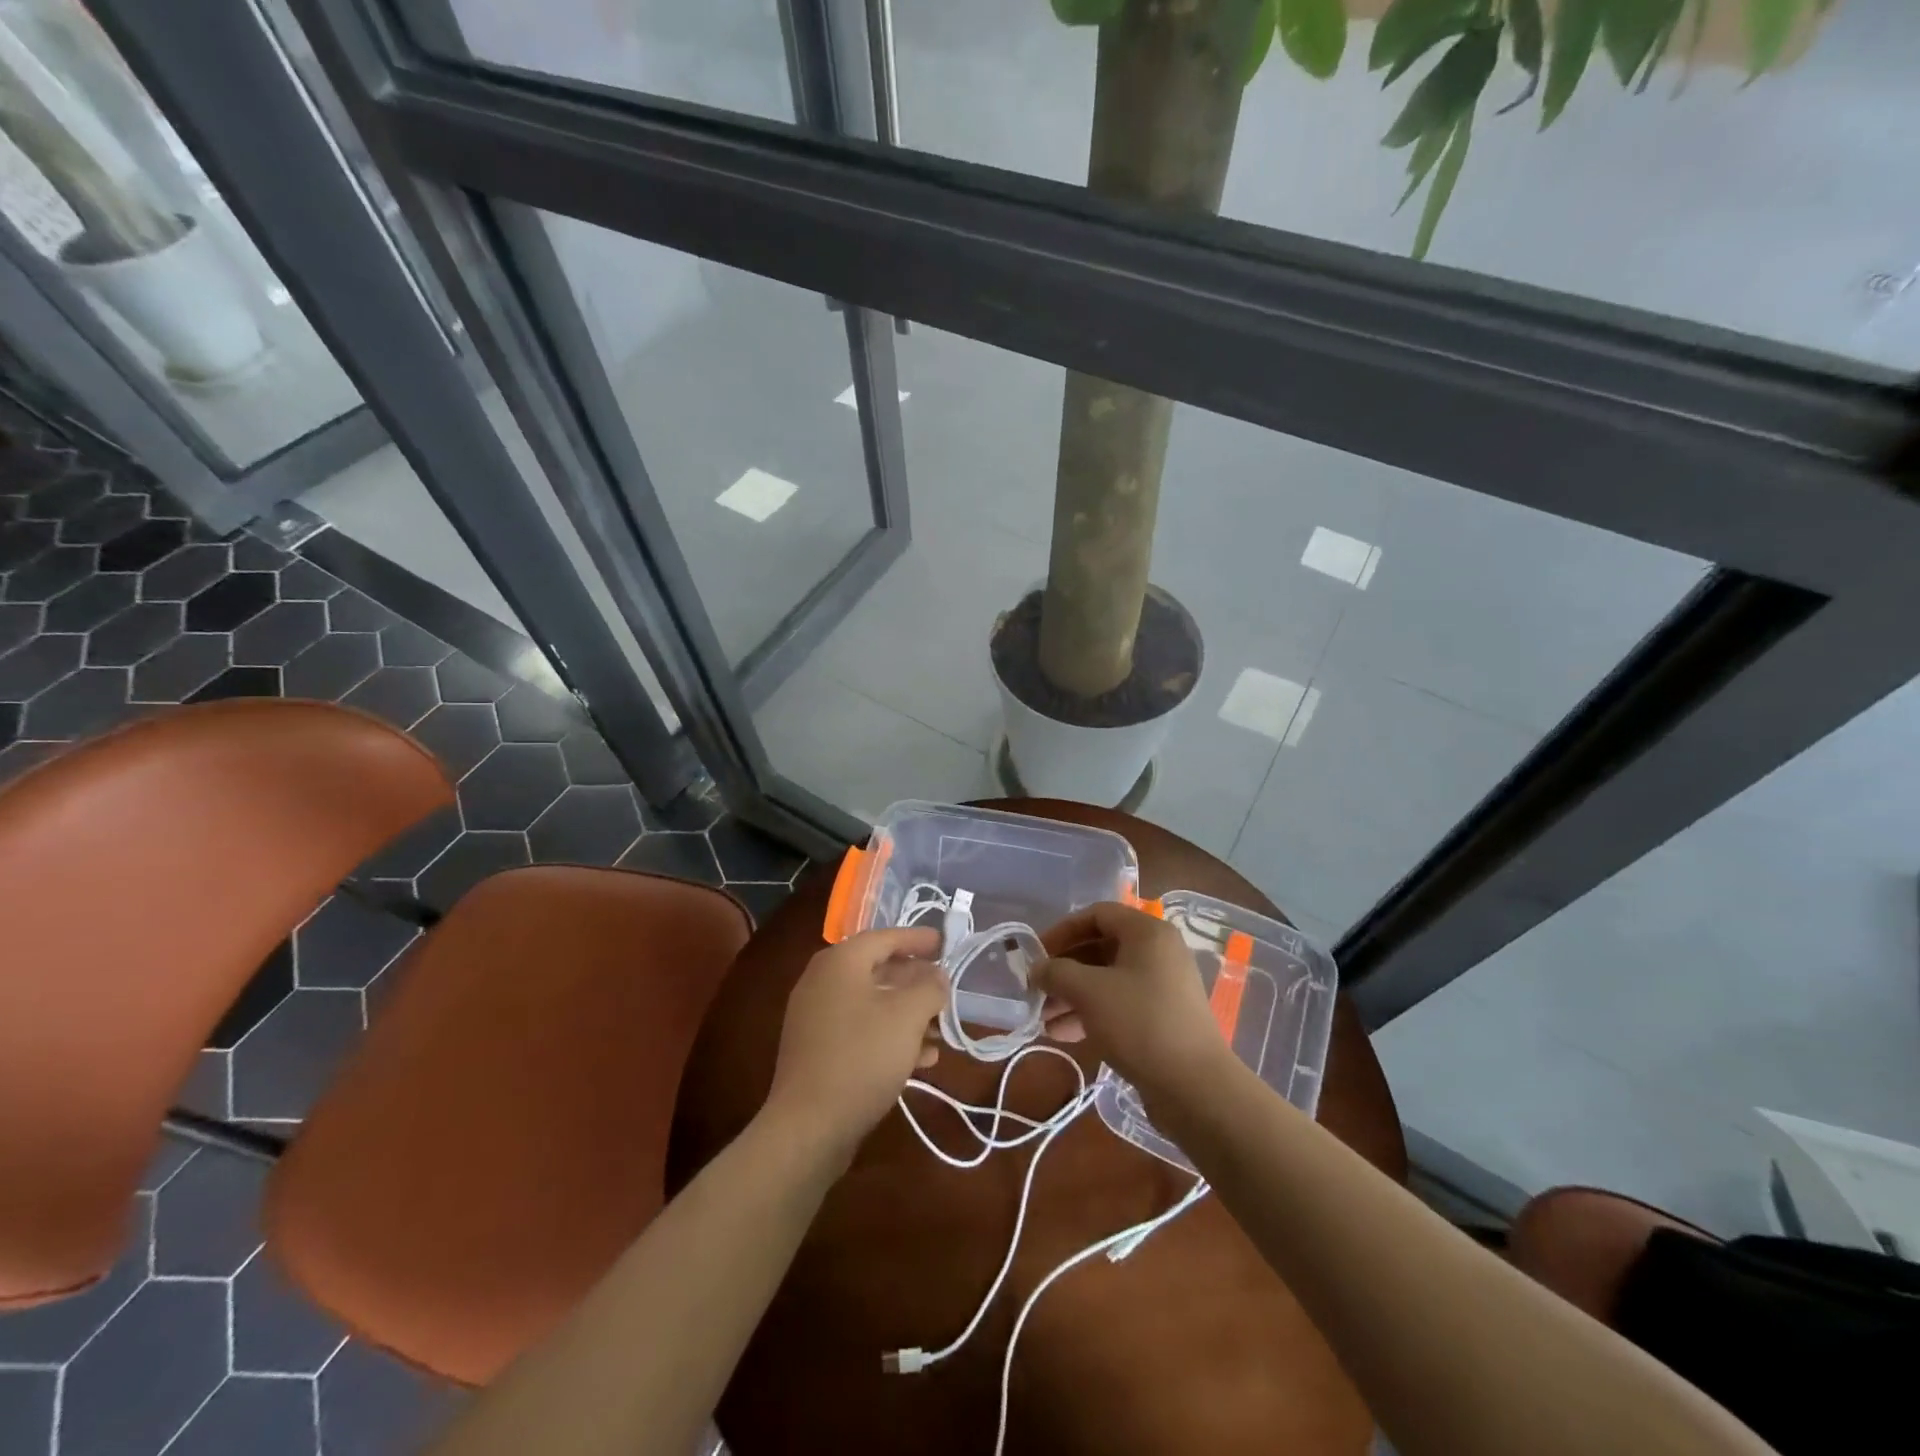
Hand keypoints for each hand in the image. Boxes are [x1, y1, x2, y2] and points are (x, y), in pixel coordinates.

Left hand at [762, 926, 947, 1161]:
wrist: (808, 1126)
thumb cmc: (862, 1057)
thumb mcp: (907, 1017)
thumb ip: (929, 988)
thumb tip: (937, 976)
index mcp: (840, 962)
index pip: (885, 937)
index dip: (918, 939)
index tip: (946, 944)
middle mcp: (823, 981)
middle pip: (878, 969)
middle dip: (916, 980)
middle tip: (946, 989)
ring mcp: (816, 1017)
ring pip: (872, 1003)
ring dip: (908, 1013)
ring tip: (940, 1031)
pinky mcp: (817, 1050)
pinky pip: (860, 1030)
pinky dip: (889, 1035)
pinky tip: (920, 1059)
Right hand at [1031, 902, 1228, 1102]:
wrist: (1195, 1088)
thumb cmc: (1139, 1023)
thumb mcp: (1089, 992)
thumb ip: (1057, 972)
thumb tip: (1037, 969)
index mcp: (1147, 932)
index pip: (1097, 914)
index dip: (1062, 930)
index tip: (1036, 954)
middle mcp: (1158, 952)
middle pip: (1100, 948)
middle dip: (1064, 970)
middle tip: (1036, 990)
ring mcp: (1162, 986)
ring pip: (1107, 980)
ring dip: (1072, 995)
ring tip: (1042, 1020)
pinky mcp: (1162, 1017)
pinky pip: (1119, 1004)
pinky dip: (1091, 1013)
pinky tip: (1063, 1034)